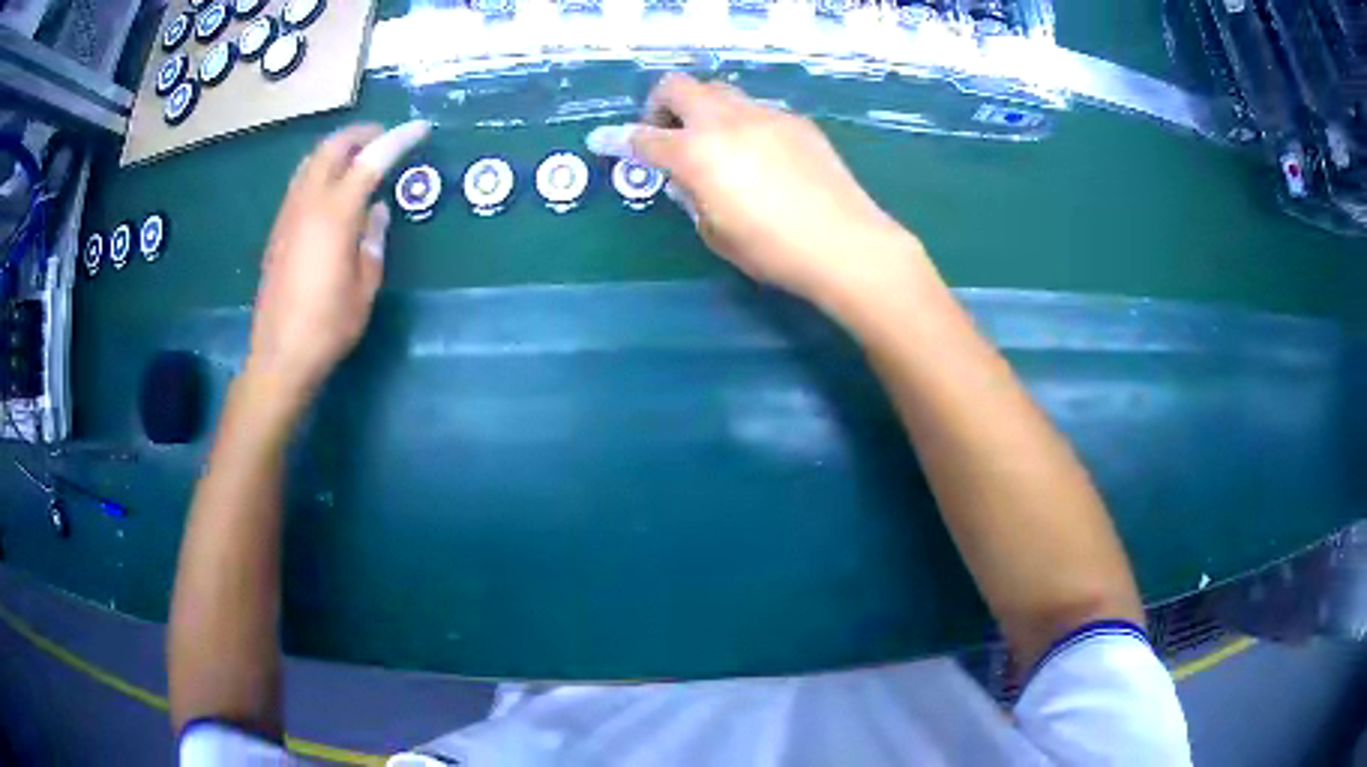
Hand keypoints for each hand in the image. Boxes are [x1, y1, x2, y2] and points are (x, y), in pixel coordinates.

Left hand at [246, 121, 429, 403]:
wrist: (280, 355)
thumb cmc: (329, 326)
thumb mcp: (365, 286)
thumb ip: (372, 240)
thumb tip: (376, 210)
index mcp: (335, 215)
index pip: (371, 160)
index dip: (398, 140)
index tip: (420, 129)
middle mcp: (308, 204)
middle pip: (332, 147)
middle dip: (361, 133)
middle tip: (384, 138)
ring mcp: (288, 215)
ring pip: (311, 161)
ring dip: (338, 149)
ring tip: (359, 157)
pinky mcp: (278, 230)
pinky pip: (300, 182)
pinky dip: (321, 170)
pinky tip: (333, 189)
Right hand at [586, 74, 923, 312]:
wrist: (845, 243)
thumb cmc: (772, 249)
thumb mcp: (715, 232)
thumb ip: (691, 197)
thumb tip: (686, 178)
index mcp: (696, 153)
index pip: (643, 138)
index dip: (617, 140)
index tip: (602, 141)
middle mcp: (725, 121)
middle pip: (678, 86)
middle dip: (660, 104)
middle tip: (668, 134)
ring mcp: (763, 114)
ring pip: (719, 91)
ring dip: (704, 109)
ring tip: (716, 144)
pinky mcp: (795, 120)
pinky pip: (755, 109)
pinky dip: (742, 122)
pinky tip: (760, 156)